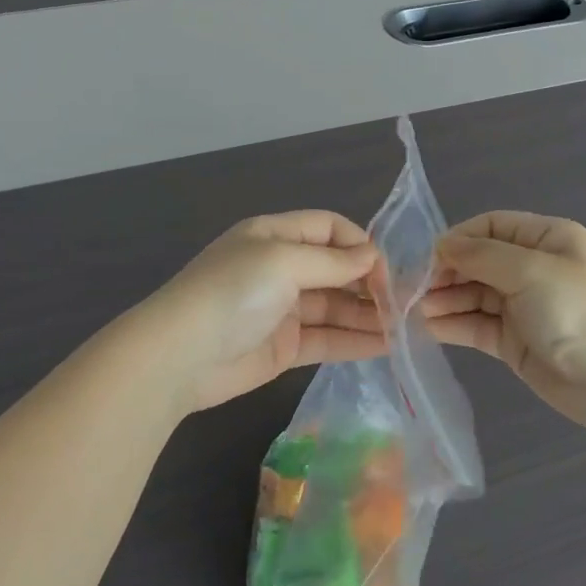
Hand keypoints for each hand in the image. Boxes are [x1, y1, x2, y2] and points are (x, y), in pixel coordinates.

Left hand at [135, 211, 387, 415]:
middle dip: (369, 283)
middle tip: (404, 304)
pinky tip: (386, 346)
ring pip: (335, 307)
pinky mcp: (284, 348)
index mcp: (274, 236)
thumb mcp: (282, 262)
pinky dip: (354, 341)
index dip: (359, 244)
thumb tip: (372, 256)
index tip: (385, 270)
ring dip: (368, 315)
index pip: (328, 228)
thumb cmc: (232, 293)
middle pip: (335, 269)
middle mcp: (280, 269)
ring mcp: (282, 310)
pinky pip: (326, 339)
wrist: (179, 356)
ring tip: (405, 328)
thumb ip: (331, 261)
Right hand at [421, 212, 585, 429]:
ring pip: (472, 294)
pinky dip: (452, 323)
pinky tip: (427, 327)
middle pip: (477, 260)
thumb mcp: (531, 271)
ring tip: (415, 310)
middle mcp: (532, 268)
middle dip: (445, 272)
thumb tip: (442, 244)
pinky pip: (476, 325)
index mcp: (546, 239)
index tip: (428, 258)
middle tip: (413, 289)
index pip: (490, 226)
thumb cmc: (579, 313)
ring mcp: (522, 306)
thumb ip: (482, 255)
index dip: (458, 239)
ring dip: (444, 299)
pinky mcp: (513, 340)